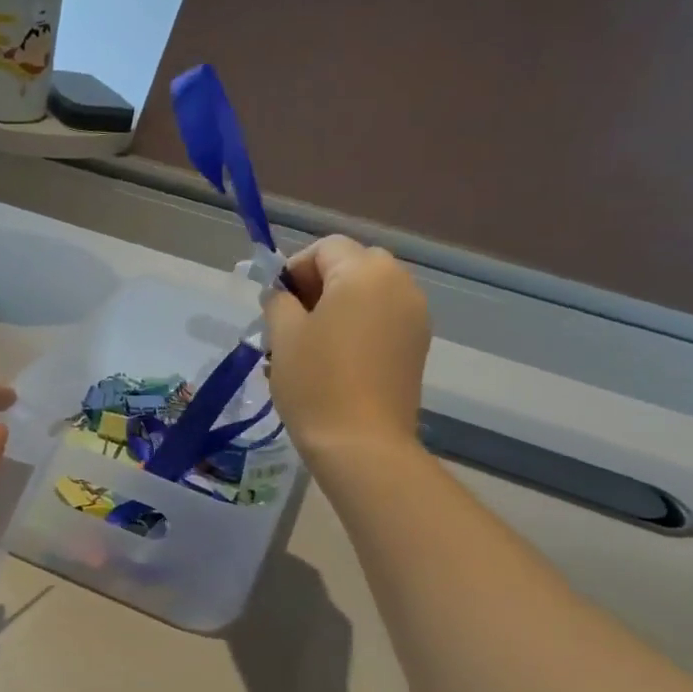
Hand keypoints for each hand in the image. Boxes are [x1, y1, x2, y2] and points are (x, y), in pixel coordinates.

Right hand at [263, 236, 429, 461]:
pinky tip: (334, 361)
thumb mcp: (283, 336)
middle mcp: (399, 283)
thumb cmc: (316, 383)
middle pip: (352, 265)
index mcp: (365, 272)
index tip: (274, 304)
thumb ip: (279, 301)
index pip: (325, 248)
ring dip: (337, 307)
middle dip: (318, 285)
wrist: (362, 443)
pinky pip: (382, 319)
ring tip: (310, 345)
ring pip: (369, 293)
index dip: (294, 269)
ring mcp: (414, 315)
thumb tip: (282, 295)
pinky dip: (357, 326)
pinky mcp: (417, 346)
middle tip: (290, 322)